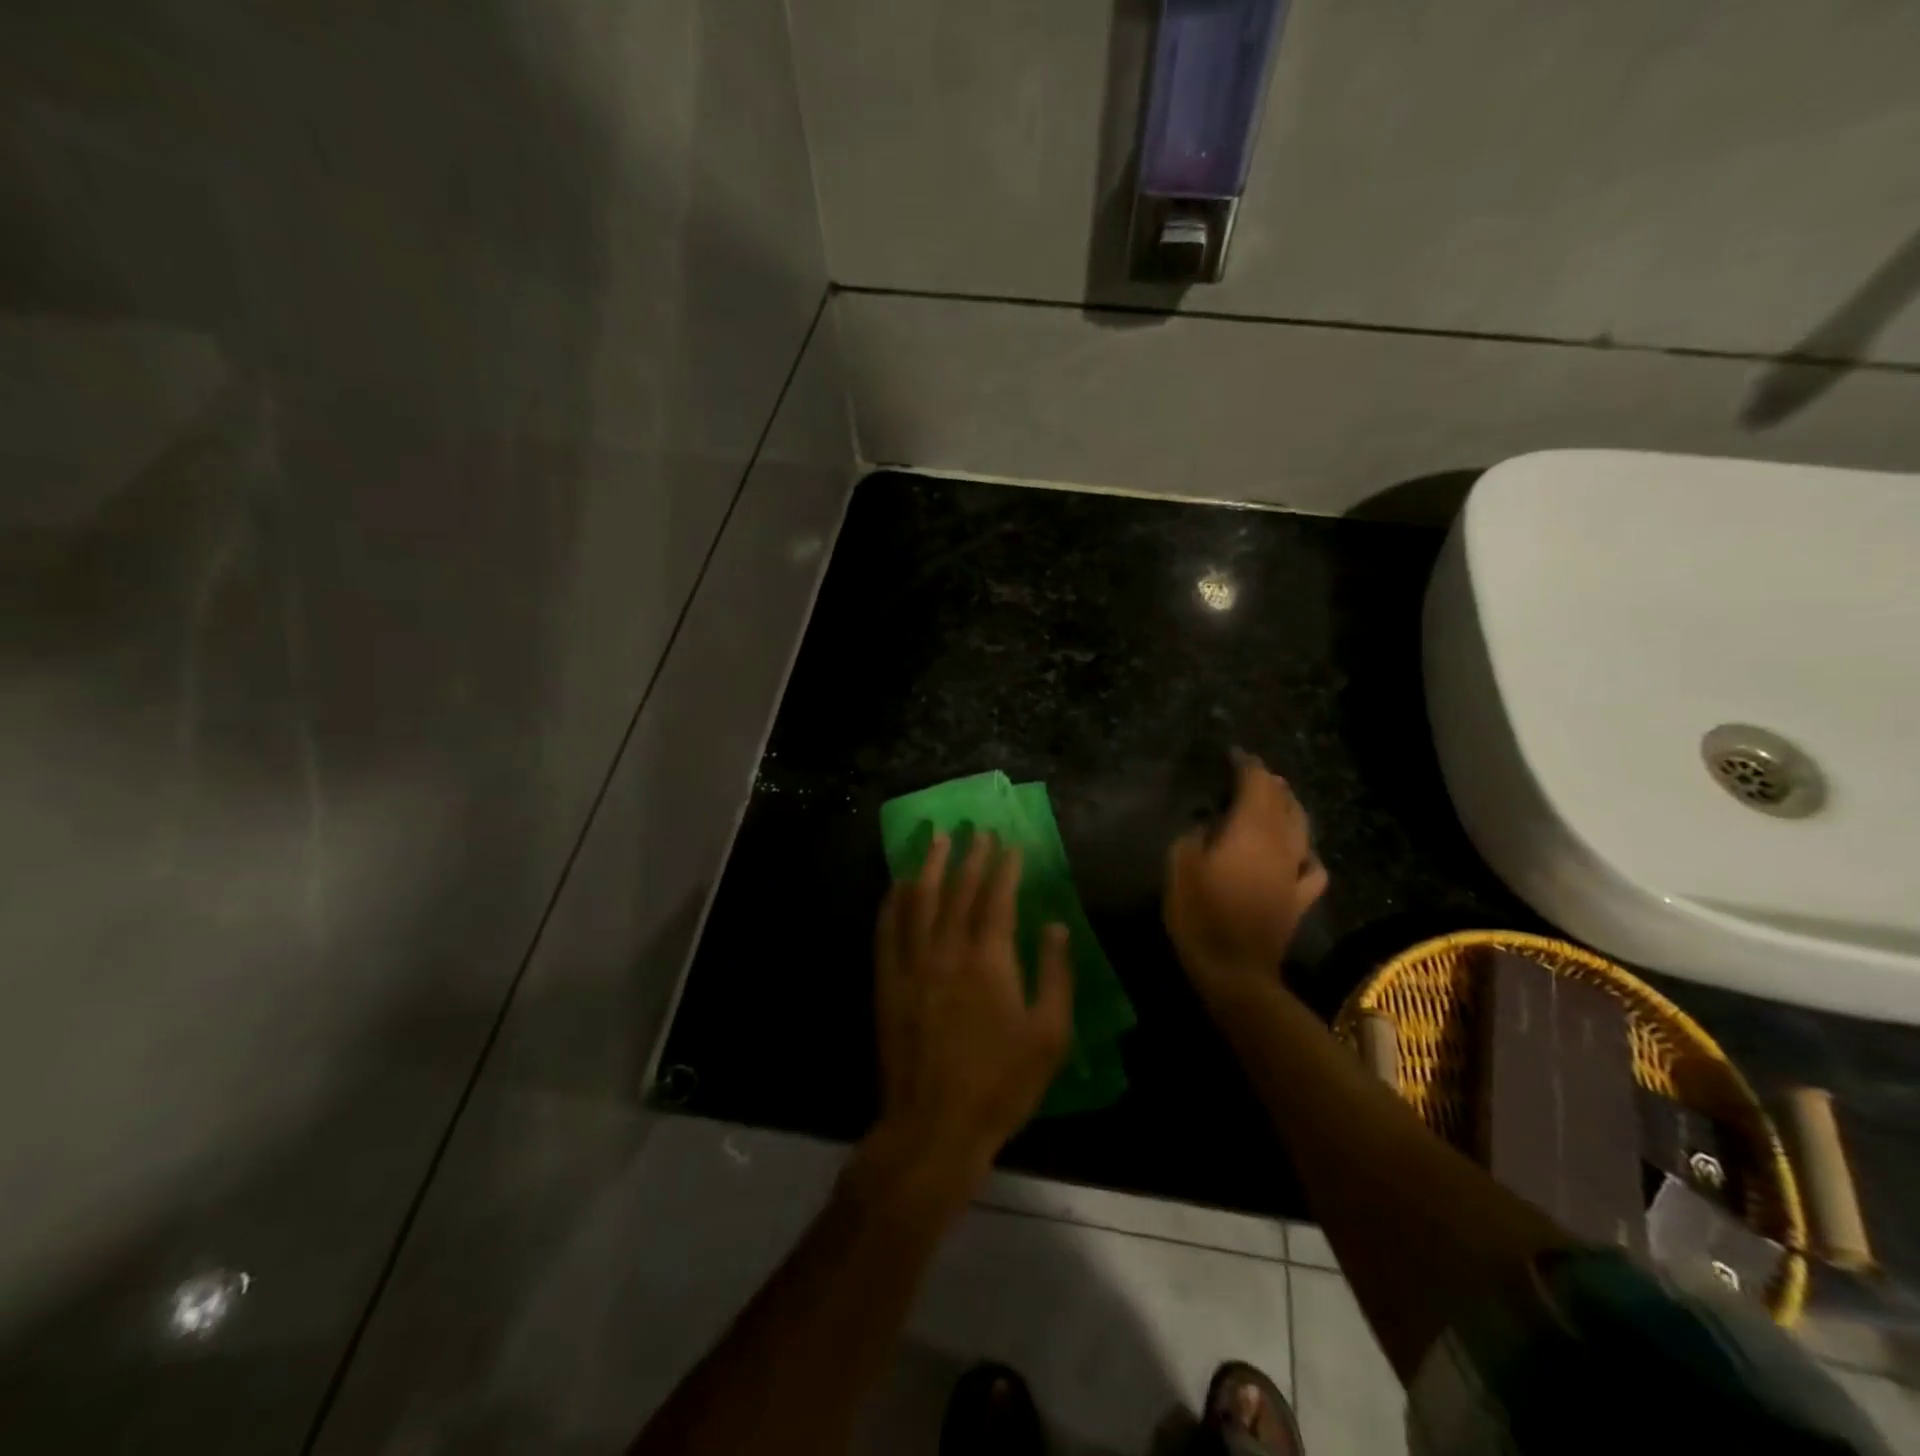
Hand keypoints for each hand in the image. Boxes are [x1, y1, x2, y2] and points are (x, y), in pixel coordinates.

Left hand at [871, 833, 1073, 1183]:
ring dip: (928, 865)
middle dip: (970, 855)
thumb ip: (1056, 975)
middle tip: (976, 828)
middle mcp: (948, 950)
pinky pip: (887, 930)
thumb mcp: (1049, 1036)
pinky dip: (893, 901)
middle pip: (958, 890)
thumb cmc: (1001, 1084)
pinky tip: (897, 884)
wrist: (934, 1125)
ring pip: (919, 900)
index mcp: (990, 960)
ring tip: (935, 837)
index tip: (1010, 842)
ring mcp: (912, 964)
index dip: (1005, 867)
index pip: (998, 898)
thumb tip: (1056, 925)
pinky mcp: (888, 982)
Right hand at [1164, 751, 1327, 1005]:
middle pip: (1282, 801)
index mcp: (1250, 830)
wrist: (1235, 970)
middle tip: (1252, 771)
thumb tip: (1209, 823)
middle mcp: (1280, 843)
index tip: (1232, 754)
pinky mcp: (1299, 899)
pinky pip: (1312, 867)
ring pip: (1301, 827)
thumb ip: (1195, 835)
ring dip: (1290, 807)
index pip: (1255, 784)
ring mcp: (1294, 872)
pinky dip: (1306, 852)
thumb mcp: (1180, 866)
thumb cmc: (1200, 914)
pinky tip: (1300, 853)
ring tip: (1278, 798)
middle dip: (1269, 782)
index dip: (1245, 765)